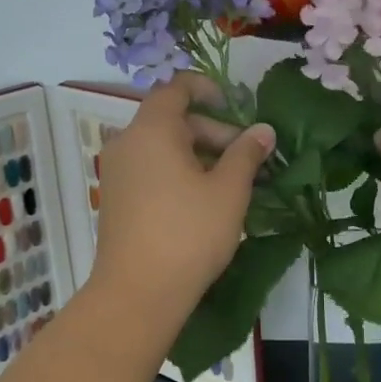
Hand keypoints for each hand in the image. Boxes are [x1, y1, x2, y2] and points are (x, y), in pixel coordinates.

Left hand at [90, 75, 275, 319]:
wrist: (138, 292)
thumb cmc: (189, 233)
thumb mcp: (228, 191)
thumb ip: (247, 154)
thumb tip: (264, 130)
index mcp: (152, 130)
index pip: (176, 88)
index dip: (207, 89)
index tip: (236, 107)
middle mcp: (127, 143)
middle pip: (172, 120)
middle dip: (213, 132)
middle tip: (247, 159)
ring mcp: (117, 172)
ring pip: (162, 148)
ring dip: (199, 155)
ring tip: (233, 183)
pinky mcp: (117, 199)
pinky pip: (150, 170)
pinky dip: (178, 173)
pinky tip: (205, 201)